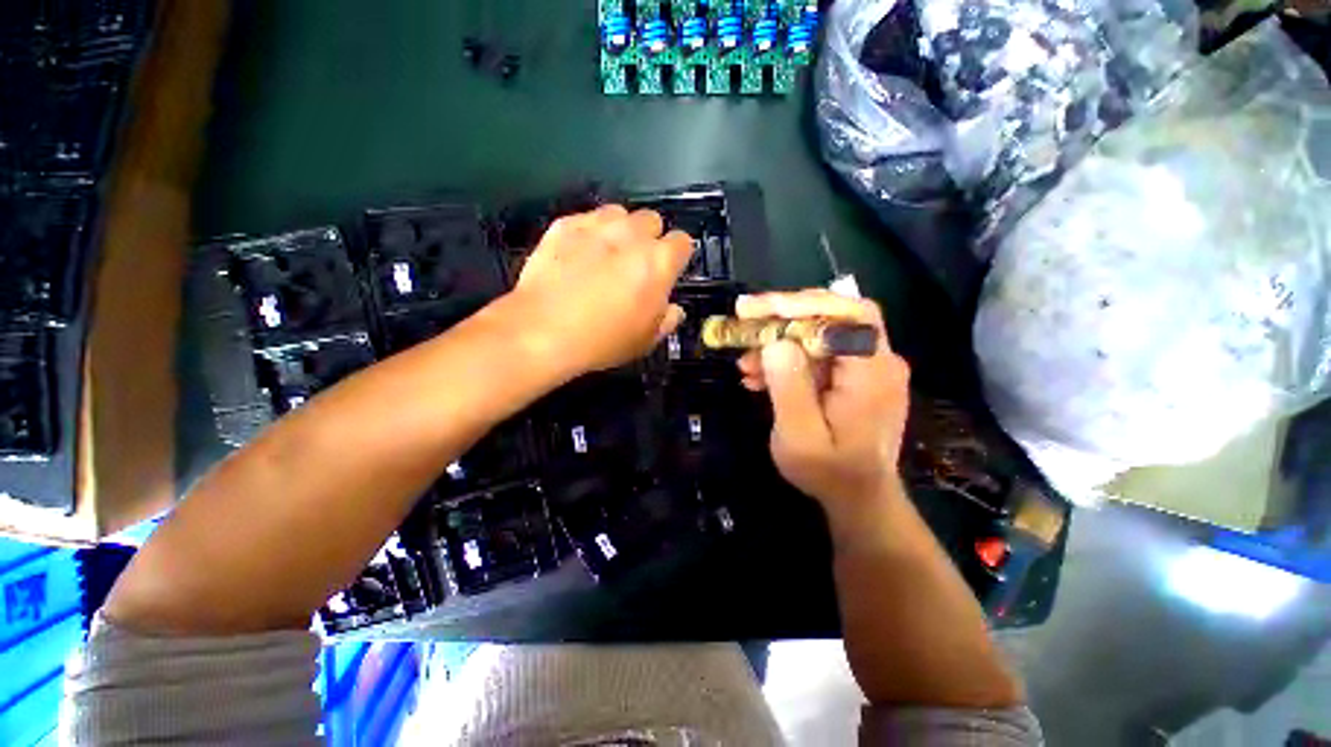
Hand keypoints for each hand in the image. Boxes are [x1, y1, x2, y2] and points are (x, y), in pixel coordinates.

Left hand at [506, 204, 693, 375]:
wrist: (541, 329)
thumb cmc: (599, 341)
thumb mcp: (643, 342)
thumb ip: (665, 320)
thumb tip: (673, 310)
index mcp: (659, 261)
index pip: (682, 242)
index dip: (675, 256)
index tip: (666, 269)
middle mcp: (632, 234)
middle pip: (651, 219)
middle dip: (646, 236)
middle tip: (632, 262)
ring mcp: (596, 225)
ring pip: (617, 213)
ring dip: (616, 228)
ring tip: (603, 252)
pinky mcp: (564, 225)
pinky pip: (583, 219)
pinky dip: (583, 232)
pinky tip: (573, 254)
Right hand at [736, 290, 910, 522]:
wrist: (862, 501)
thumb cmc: (831, 474)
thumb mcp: (800, 438)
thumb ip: (789, 387)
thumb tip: (776, 341)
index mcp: (873, 371)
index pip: (846, 313)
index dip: (801, 302)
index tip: (757, 309)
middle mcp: (883, 361)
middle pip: (837, 315)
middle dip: (787, 317)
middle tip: (744, 320)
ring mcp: (876, 368)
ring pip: (829, 334)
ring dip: (787, 341)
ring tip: (747, 364)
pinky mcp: (865, 378)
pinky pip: (831, 354)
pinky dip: (799, 358)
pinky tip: (766, 376)